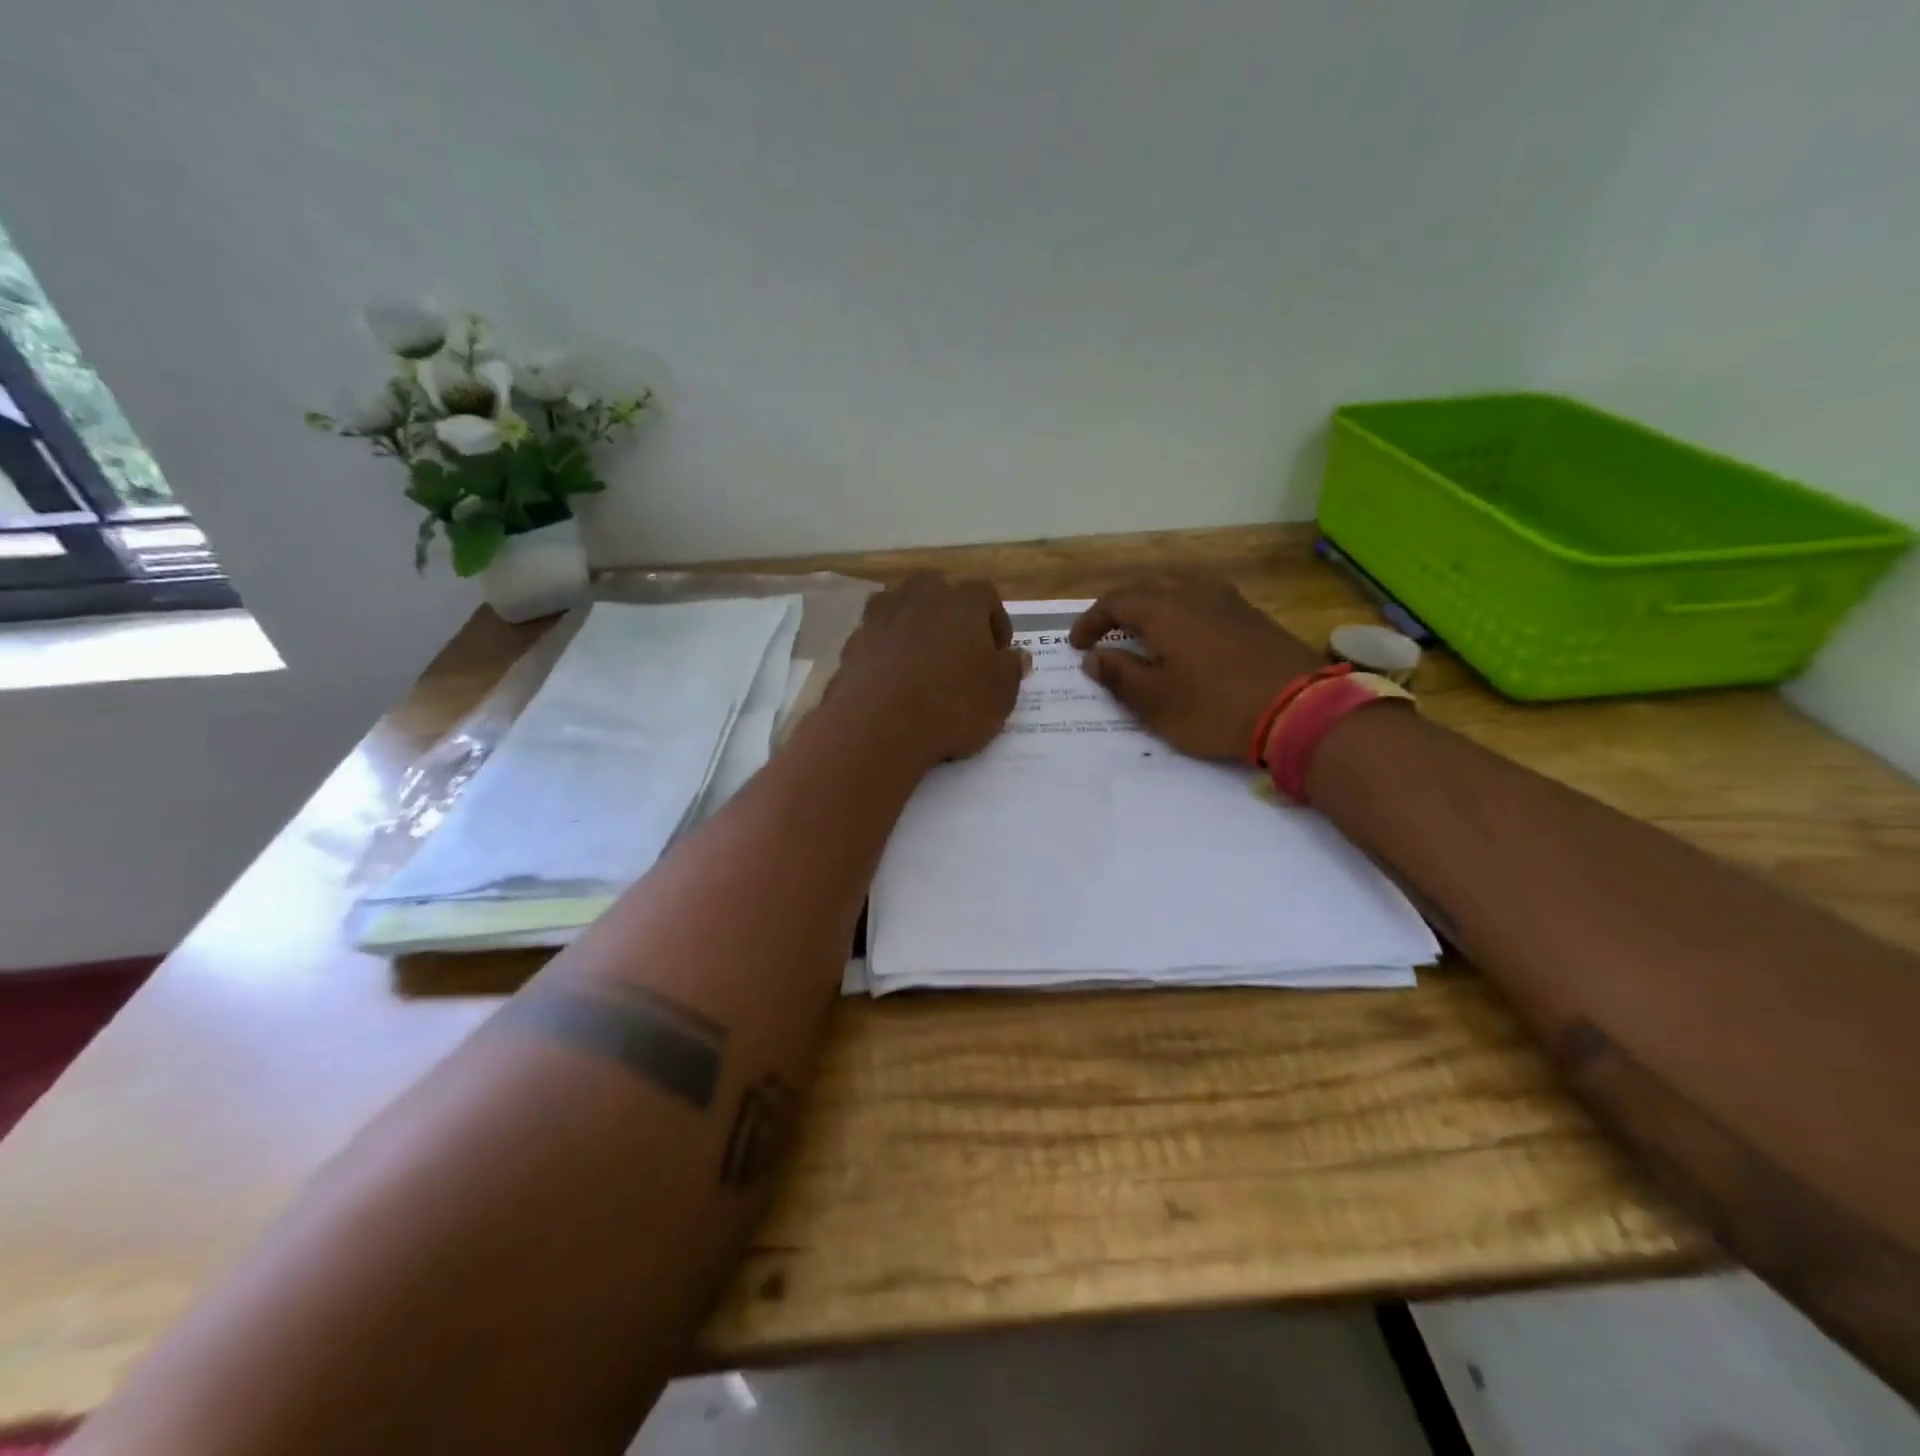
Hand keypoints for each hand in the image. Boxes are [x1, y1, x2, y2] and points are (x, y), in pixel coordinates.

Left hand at [830, 573, 1027, 765]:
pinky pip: (879, 638)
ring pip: (904, 610)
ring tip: (924, 665)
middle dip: (951, 617)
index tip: (998, 654)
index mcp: (962, 600)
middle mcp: (919, 595)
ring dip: (916, 629)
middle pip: (939, 593)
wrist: (878, 726)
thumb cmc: (952, 705)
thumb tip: (1017, 656)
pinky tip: (894, 681)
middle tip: (959, 654)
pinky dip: (888, 651)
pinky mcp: (853, 641)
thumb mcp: (1000, 695)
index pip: (986, 595)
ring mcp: (881, 615)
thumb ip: (1011, 669)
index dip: (995, 623)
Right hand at [1070, 576, 1320, 759]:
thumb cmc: (1214, 707)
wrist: (1300, 710)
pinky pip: (1205, 601)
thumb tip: (1095, 657)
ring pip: (1180, 588)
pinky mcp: (1252, 616)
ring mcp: (1229, 601)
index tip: (1077, 645)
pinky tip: (1187, 636)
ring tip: (1143, 630)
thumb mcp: (1155, 702)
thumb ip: (1120, 676)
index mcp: (1164, 609)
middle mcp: (1194, 593)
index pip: (1115, 602)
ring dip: (1153, 605)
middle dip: (1120, 607)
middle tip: (1106, 632)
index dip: (1091, 622)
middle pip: (1147, 587)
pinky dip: (1183, 612)